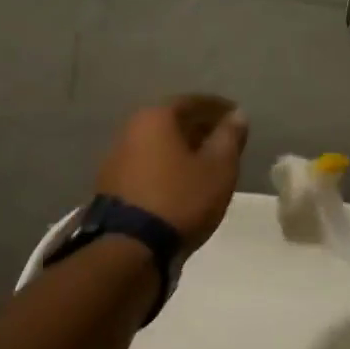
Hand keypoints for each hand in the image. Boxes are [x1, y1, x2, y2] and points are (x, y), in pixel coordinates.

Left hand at [95, 95, 248, 249]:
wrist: (130, 247)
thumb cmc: (181, 198)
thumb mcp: (218, 168)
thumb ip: (230, 137)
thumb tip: (236, 115)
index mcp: (156, 117)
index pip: (194, 101)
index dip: (219, 108)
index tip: (237, 117)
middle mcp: (131, 128)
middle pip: (172, 121)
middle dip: (200, 127)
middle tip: (225, 140)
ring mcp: (116, 157)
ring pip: (159, 143)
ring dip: (183, 148)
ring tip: (207, 162)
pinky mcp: (112, 184)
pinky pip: (148, 163)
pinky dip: (168, 166)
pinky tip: (182, 181)